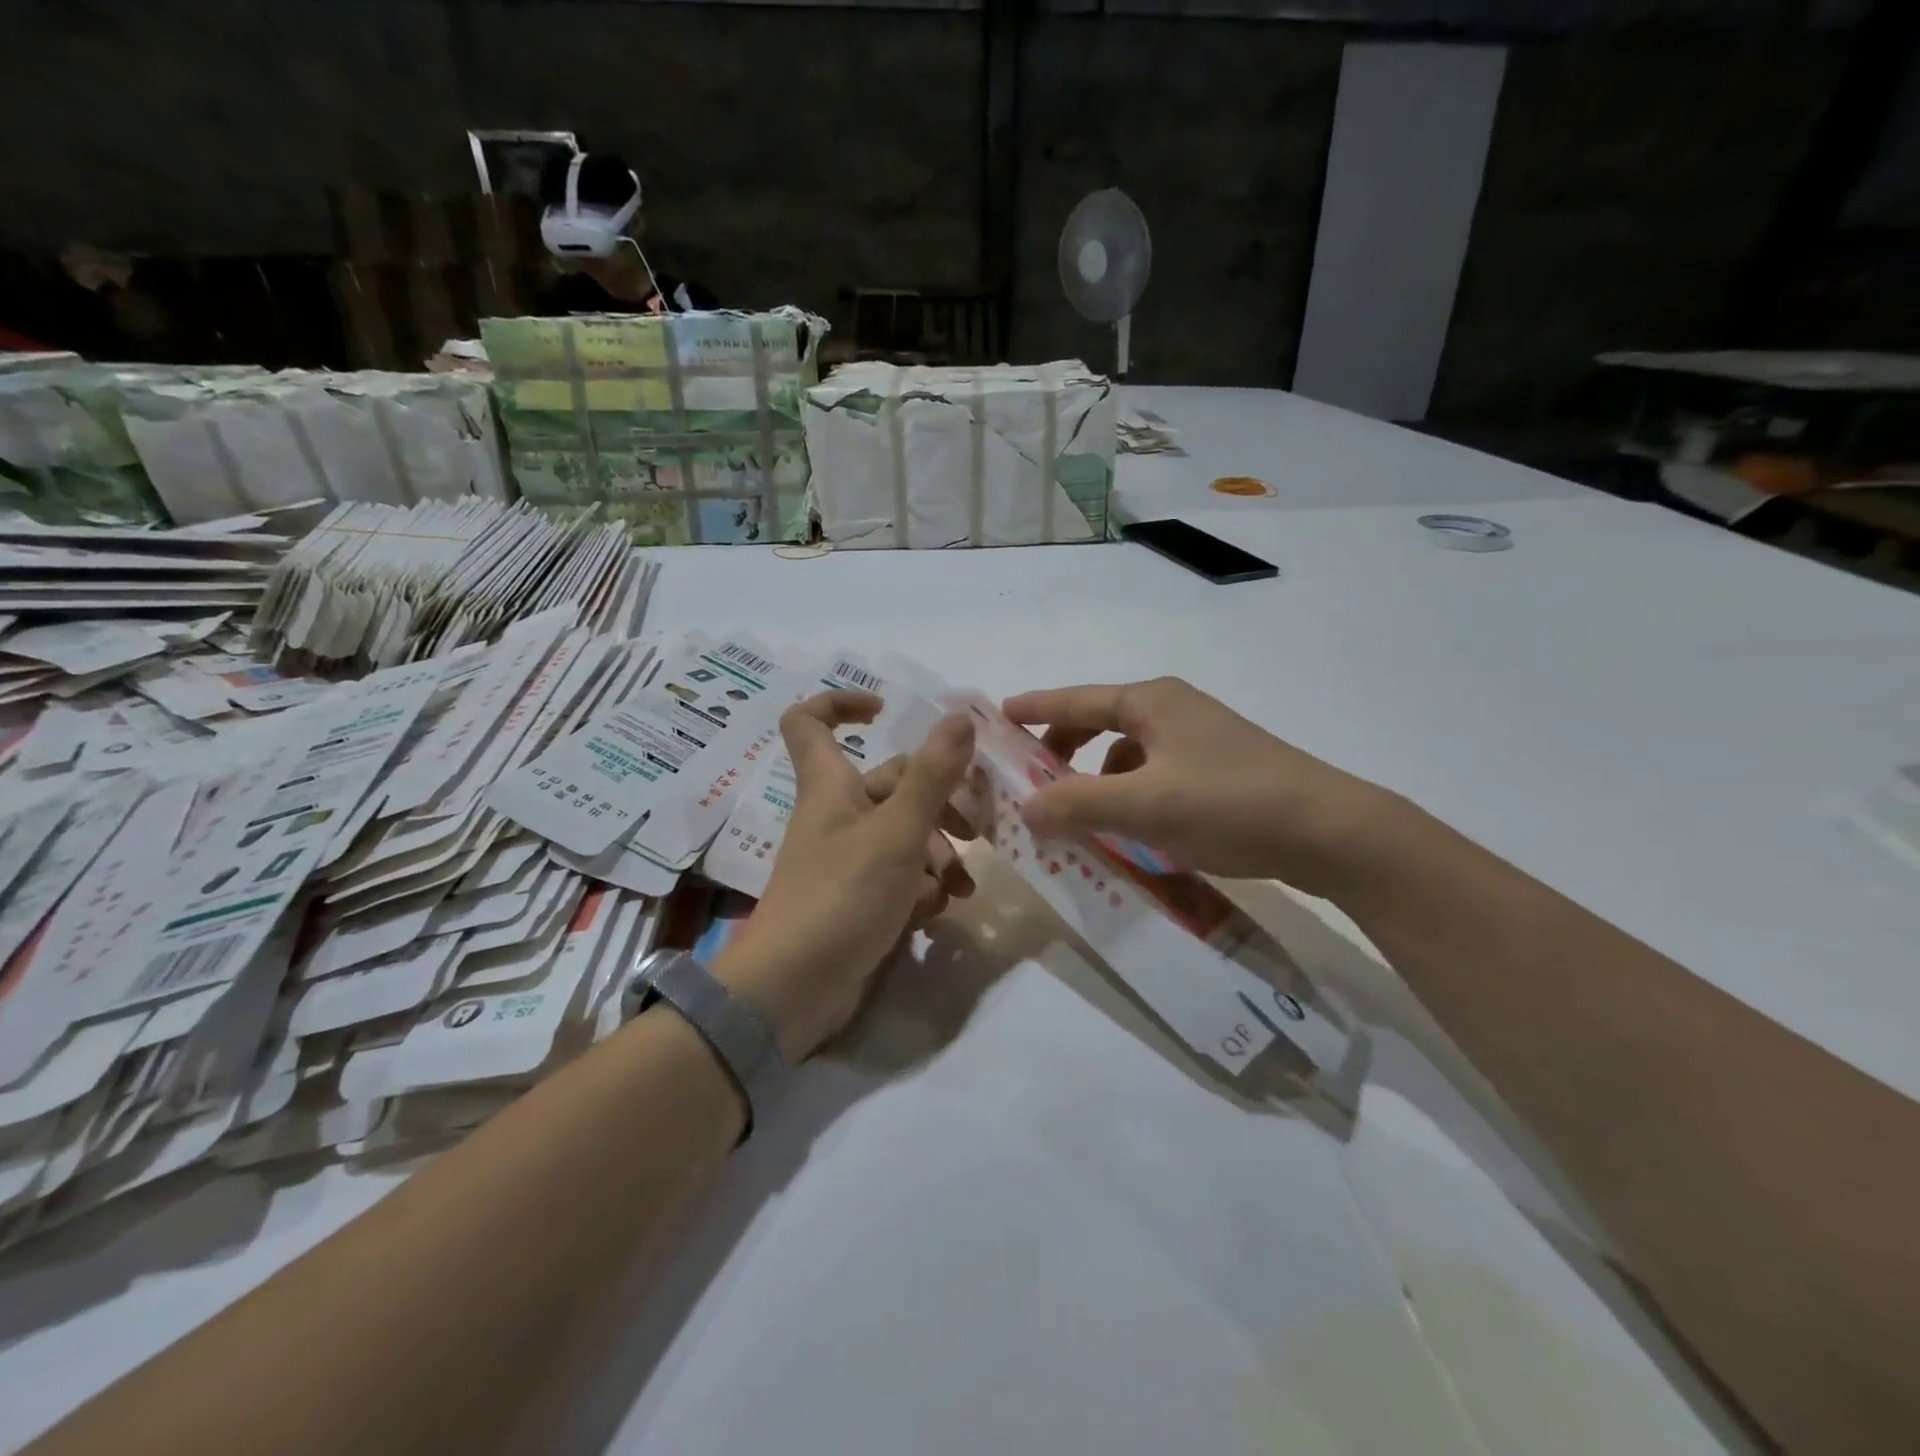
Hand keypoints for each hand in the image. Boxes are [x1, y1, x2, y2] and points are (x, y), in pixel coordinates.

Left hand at [713, 691, 975, 1060]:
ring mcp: (848, 859)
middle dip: (940, 801)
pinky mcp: (860, 897)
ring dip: (941, 852)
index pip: (810, 721)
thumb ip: (932, 775)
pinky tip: (941, 909)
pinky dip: (924, 886)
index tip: (888, 710)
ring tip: (962, 884)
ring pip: (906, 833)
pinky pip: (901, 875)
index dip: (842, 703)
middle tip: (977, 828)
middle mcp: (838, 815)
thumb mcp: (897, 832)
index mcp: (831, 786)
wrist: (795, 990)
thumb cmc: (842, 896)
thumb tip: (959, 715)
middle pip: (892, 783)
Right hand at [1002, 677, 1392, 895]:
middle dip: (1063, 751)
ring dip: (1097, 779)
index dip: (1035, 708)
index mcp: (1150, 703)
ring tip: (1080, 816)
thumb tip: (1023, 806)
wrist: (1330, 831)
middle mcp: (1173, 710)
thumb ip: (1076, 805)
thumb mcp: (1141, 807)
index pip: (1075, 700)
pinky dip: (1131, 795)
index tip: (998, 716)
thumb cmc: (1227, 804)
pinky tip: (1133, 830)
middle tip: (1033, 781)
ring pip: (1128, 754)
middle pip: (1099, 723)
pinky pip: (1155, 775)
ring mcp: (1201, 739)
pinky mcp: (1220, 769)